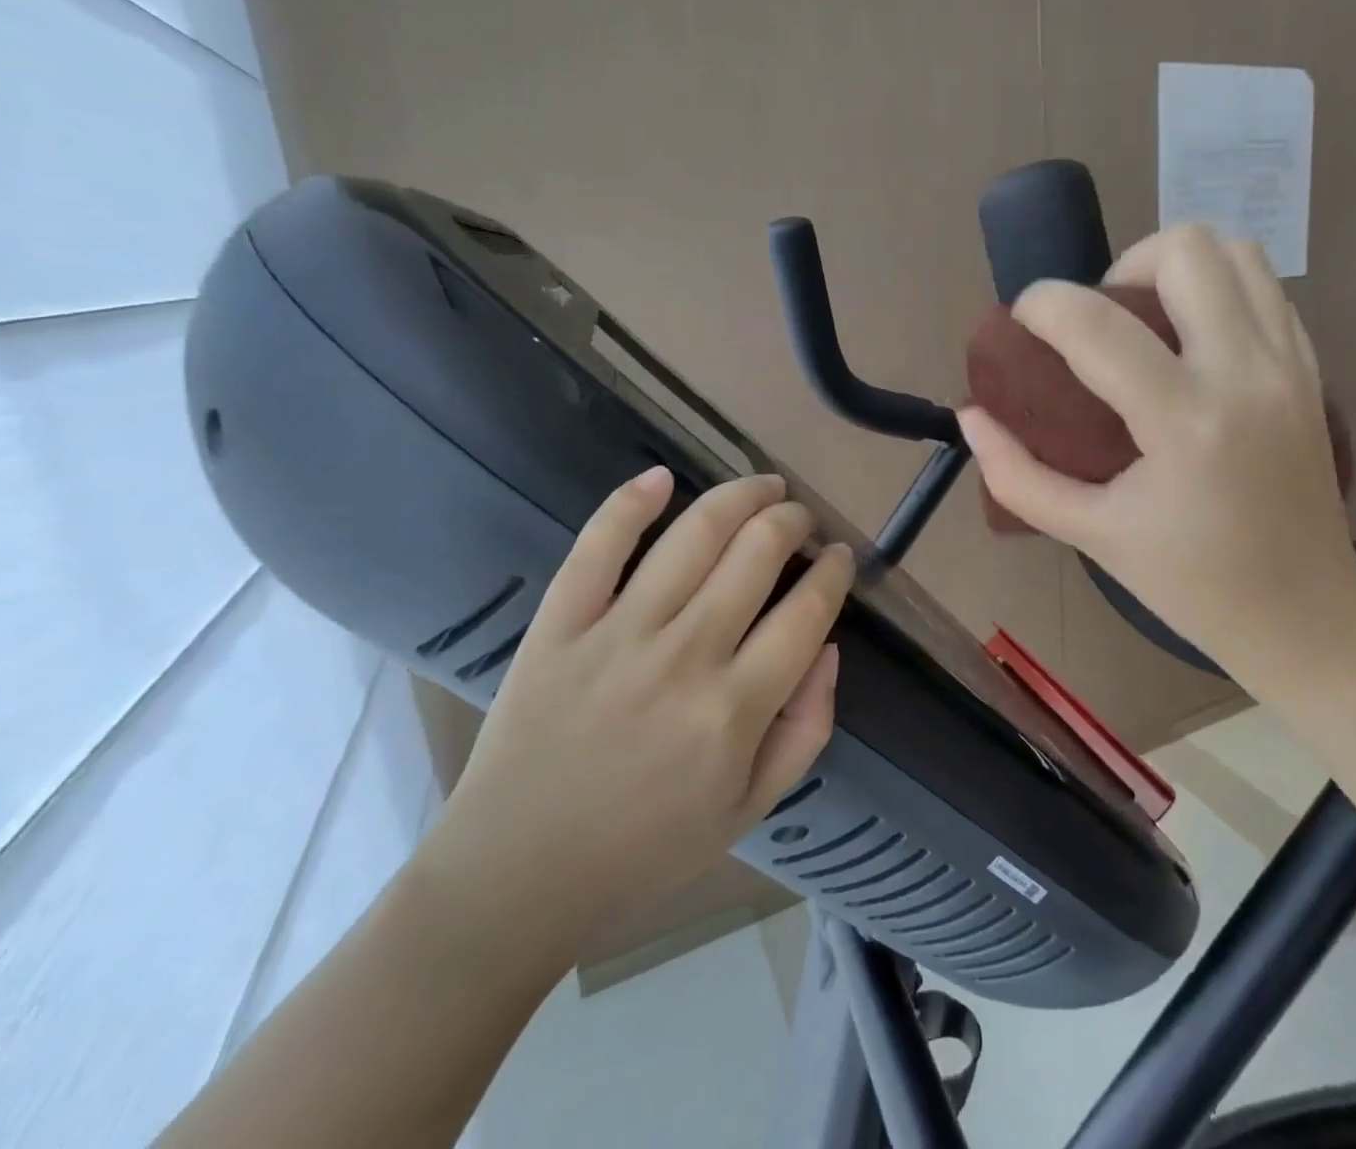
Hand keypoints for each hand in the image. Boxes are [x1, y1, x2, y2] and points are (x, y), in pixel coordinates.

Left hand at [418, 469, 853, 961]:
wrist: (516, 877)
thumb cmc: (648, 848)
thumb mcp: (752, 807)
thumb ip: (808, 728)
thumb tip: (829, 646)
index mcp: (736, 709)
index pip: (808, 611)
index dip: (833, 572)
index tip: (838, 558)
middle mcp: (685, 657)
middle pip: (757, 553)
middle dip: (793, 521)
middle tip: (801, 519)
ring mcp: (617, 634)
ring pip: (694, 535)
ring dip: (740, 496)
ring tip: (762, 487)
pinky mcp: (559, 626)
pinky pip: (597, 547)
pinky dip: (630, 503)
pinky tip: (661, 478)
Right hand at [959, 224, 1355, 682]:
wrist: (1305, 616)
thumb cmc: (1191, 585)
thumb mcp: (1091, 535)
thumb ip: (1017, 474)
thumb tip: (971, 416)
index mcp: (1185, 424)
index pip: (1095, 323)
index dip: (1041, 304)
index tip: (1023, 324)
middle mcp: (1246, 374)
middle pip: (1182, 249)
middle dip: (1119, 267)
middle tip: (1097, 324)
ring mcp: (1289, 364)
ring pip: (1235, 250)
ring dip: (1174, 268)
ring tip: (1145, 322)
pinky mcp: (1311, 369)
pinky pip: (1263, 287)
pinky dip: (1217, 289)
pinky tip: (1189, 341)